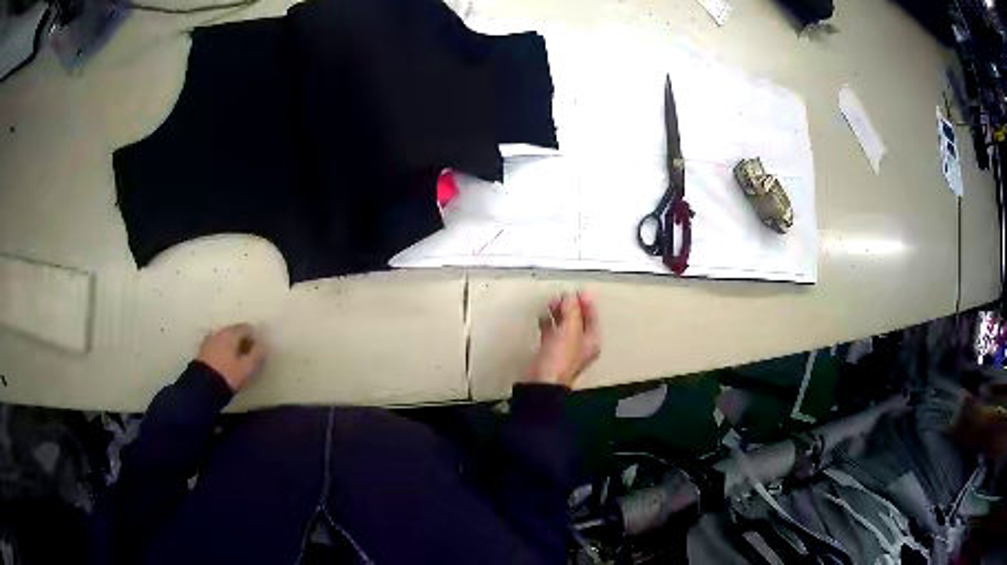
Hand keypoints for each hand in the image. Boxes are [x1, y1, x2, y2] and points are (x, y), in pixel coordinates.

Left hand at [196, 324, 267, 391]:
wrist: (202, 386)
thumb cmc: (228, 374)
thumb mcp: (247, 368)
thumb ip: (257, 355)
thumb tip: (264, 345)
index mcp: (231, 333)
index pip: (247, 328)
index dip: (255, 337)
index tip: (259, 349)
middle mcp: (219, 332)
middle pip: (234, 331)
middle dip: (242, 340)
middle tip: (249, 354)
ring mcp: (209, 340)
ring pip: (224, 338)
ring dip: (231, 345)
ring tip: (236, 359)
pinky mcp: (202, 350)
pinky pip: (216, 346)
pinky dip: (222, 350)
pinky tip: (225, 361)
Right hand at [526, 292, 600, 386]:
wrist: (542, 382)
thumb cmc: (560, 357)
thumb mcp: (569, 331)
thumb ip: (571, 312)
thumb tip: (570, 296)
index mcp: (591, 341)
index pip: (592, 318)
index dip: (587, 303)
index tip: (579, 290)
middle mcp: (581, 345)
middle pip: (578, 321)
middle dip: (571, 307)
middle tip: (562, 295)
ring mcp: (565, 349)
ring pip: (564, 326)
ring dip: (559, 313)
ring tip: (551, 302)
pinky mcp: (550, 352)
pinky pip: (552, 333)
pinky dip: (548, 323)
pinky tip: (542, 316)